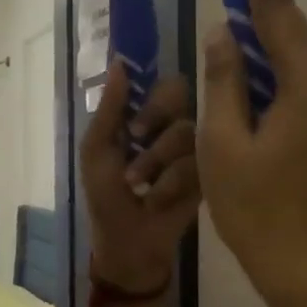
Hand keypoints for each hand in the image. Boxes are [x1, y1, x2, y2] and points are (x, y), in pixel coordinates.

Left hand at [80, 66, 200, 290]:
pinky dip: (170, 183)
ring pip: (187, 130)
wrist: (129, 243)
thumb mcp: (97, 151)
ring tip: (139, 185)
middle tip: (137, 139)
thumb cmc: (106, 196)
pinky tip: (157, 200)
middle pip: (181, 96)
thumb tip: (119, 63)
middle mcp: (174, 126)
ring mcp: (195, 150)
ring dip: (155, 159)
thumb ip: (109, 109)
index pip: (163, 84)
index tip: (136, 119)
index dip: (152, 94)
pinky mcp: (209, 175)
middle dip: (156, 117)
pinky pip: (198, 162)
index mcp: (146, 116)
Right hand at [198, 0, 306, 306]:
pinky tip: (239, 118)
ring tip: (217, 87)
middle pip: (283, 43)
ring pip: (287, 76)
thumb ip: (224, 83)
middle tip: (218, 14)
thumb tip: (224, 36)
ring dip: (252, 73)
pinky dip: (265, 99)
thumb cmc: (260, 212)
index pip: (279, 11)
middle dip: (249, 29)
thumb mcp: (224, 145)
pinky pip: (295, 102)